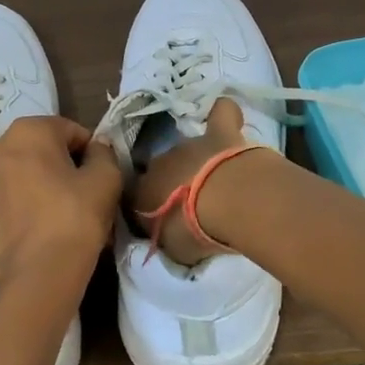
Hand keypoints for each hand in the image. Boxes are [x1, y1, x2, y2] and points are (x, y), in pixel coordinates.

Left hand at [0, 116, 123, 293]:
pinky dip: (28, 203)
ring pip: (25, 173)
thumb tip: (95, 149)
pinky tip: (46, 226)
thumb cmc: (75, 217)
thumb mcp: (106, 178)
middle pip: (43, 149)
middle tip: (85, 192)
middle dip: (64, 164)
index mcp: (27, 131)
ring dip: (44, 183)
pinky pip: (12, 197)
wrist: (38, 276)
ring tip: (66, 211)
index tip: (100, 175)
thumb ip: (103, 153)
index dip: (90, 151)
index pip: (70, 130)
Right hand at [129, 97, 253, 265]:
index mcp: (142, 192)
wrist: (226, 200)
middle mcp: (160, 164)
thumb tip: (170, 234)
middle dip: (174, 182)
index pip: (136, 196)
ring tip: (217, 180)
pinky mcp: (220, 133)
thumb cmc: (194, 232)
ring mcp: (190, 145)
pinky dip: (222, 115)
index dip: (148, 207)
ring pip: (188, 149)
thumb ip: (167, 238)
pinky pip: (220, 115)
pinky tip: (227, 118)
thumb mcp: (173, 249)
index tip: (162, 220)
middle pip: (162, 170)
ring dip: (198, 161)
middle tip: (194, 204)